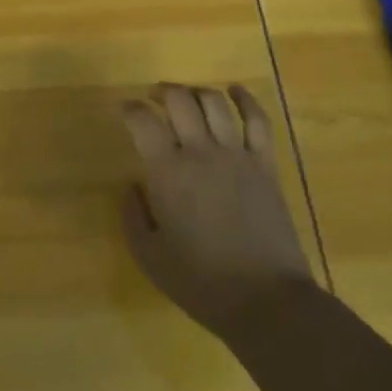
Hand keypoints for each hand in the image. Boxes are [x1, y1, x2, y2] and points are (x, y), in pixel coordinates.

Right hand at [118, 83, 314, 337]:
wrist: (266, 300)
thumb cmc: (201, 282)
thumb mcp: (150, 257)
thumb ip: (133, 215)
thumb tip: (131, 185)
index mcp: (168, 172)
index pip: (143, 121)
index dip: (130, 109)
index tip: (125, 112)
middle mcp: (201, 152)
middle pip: (179, 99)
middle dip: (162, 92)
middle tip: (154, 99)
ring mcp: (237, 155)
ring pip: (214, 102)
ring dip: (196, 91)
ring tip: (187, 96)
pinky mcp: (265, 164)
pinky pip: (257, 120)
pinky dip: (246, 99)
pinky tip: (235, 90)